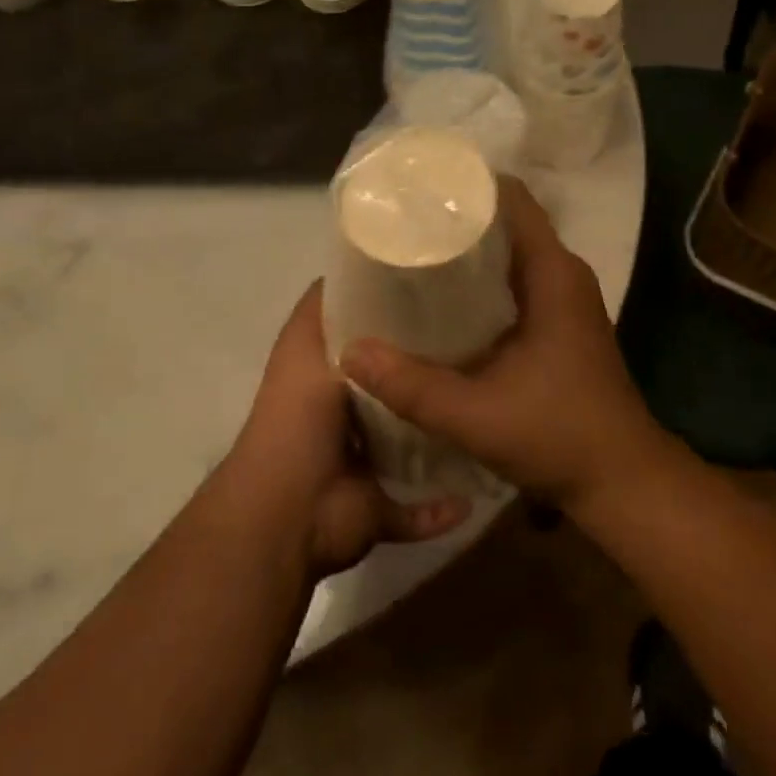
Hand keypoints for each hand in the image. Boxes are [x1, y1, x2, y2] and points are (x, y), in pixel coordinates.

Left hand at [228, 281, 468, 578]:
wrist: (287, 510)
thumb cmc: (296, 417)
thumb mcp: (306, 344)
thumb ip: (328, 307)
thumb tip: (361, 264)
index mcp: (324, 371)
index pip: (361, 331)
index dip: (390, 308)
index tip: (435, 286)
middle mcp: (343, 410)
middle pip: (391, 380)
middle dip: (425, 364)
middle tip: (479, 340)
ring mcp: (363, 460)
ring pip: (410, 440)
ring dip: (437, 429)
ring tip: (488, 401)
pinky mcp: (379, 504)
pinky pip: (418, 507)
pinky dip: (441, 506)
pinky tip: (474, 491)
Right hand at [339, 179, 666, 510]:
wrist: (622, 482)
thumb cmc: (559, 435)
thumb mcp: (477, 415)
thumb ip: (412, 385)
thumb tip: (351, 350)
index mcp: (552, 271)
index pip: (511, 198)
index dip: (467, 184)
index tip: (420, 185)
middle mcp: (562, 272)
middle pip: (506, 220)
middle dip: (457, 215)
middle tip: (402, 219)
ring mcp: (563, 297)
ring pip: (509, 250)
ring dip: (468, 247)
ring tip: (413, 249)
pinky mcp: (559, 320)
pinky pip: (515, 278)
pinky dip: (481, 277)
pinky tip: (442, 296)